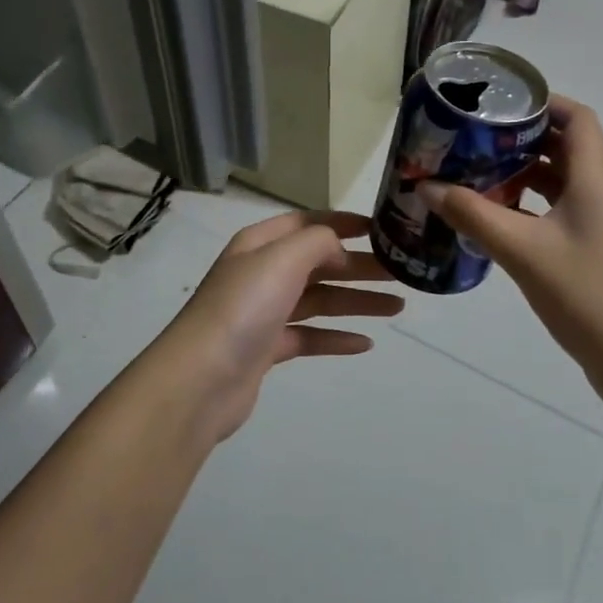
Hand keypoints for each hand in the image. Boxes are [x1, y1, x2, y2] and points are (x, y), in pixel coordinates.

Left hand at [159, 211, 403, 441]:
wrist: (201, 379)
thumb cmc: (243, 307)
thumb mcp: (282, 259)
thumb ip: (317, 242)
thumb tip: (338, 249)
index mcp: (260, 244)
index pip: (308, 223)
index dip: (343, 223)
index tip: (381, 230)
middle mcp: (262, 273)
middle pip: (319, 263)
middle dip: (359, 266)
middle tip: (401, 273)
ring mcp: (264, 312)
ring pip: (319, 300)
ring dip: (357, 301)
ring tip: (397, 307)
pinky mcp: (268, 348)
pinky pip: (310, 336)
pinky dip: (336, 338)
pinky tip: (365, 344)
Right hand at [420, 97, 602, 385]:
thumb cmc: (587, 295)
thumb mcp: (522, 251)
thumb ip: (473, 215)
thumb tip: (427, 186)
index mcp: (594, 180)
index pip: (578, 118)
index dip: (544, 102)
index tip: (499, 103)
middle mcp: (600, 194)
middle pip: (564, 147)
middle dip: (520, 138)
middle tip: (473, 139)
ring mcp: (598, 225)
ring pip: (559, 182)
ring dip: (521, 174)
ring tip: (475, 174)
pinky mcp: (592, 251)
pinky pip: (557, 212)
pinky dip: (527, 206)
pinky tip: (494, 219)